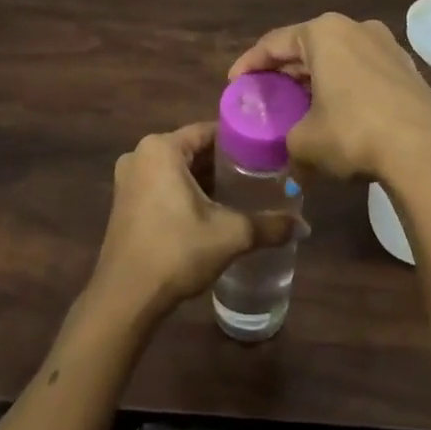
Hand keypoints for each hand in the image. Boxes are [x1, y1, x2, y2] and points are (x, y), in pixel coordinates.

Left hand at [90, 122, 295, 318]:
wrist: (126, 298)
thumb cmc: (176, 251)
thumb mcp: (230, 235)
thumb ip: (269, 226)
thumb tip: (305, 227)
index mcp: (161, 148)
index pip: (209, 131)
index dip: (240, 141)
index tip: (267, 153)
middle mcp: (140, 155)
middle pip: (192, 150)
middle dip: (224, 163)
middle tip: (260, 175)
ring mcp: (129, 179)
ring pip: (177, 169)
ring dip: (205, 180)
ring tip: (242, 192)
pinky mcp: (125, 203)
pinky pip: (162, 185)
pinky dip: (185, 193)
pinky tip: (212, 211)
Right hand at [228, 13, 430, 186]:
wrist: (426, 150)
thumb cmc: (353, 133)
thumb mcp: (305, 142)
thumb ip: (289, 143)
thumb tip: (294, 166)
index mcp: (324, 32)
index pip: (274, 42)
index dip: (250, 63)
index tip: (234, 83)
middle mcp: (356, 28)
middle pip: (308, 47)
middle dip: (285, 72)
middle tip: (266, 95)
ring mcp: (387, 46)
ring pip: (338, 59)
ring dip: (317, 80)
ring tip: (300, 105)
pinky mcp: (408, 70)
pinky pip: (363, 73)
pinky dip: (344, 88)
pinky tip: (338, 113)